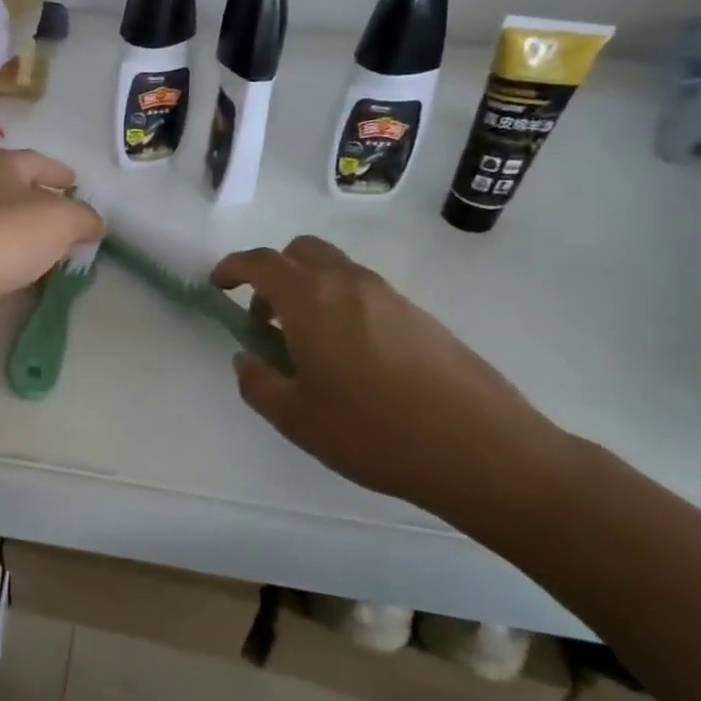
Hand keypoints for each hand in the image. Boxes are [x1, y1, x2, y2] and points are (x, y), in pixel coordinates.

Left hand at [0, 149, 102, 337]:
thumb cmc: (4, 235)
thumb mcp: (61, 221)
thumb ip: (84, 218)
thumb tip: (93, 223)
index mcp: (1, 165)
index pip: (36, 160)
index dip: (58, 171)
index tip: (75, 183)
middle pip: (16, 188)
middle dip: (42, 200)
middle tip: (68, 216)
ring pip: (1, 220)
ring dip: (25, 230)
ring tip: (51, 245)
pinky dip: (9, 254)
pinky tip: (23, 268)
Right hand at [212, 237, 563, 505]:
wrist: (481, 448)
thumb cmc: (374, 432)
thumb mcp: (297, 419)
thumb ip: (258, 383)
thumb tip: (247, 359)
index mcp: (311, 300)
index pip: (261, 262)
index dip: (233, 268)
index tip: (218, 286)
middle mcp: (349, 283)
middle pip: (300, 252)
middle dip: (272, 274)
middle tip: (265, 320)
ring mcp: (389, 295)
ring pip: (335, 270)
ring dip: (308, 291)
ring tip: (306, 347)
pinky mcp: (418, 314)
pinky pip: (363, 292)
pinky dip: (340, 306)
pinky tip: (350, 359)